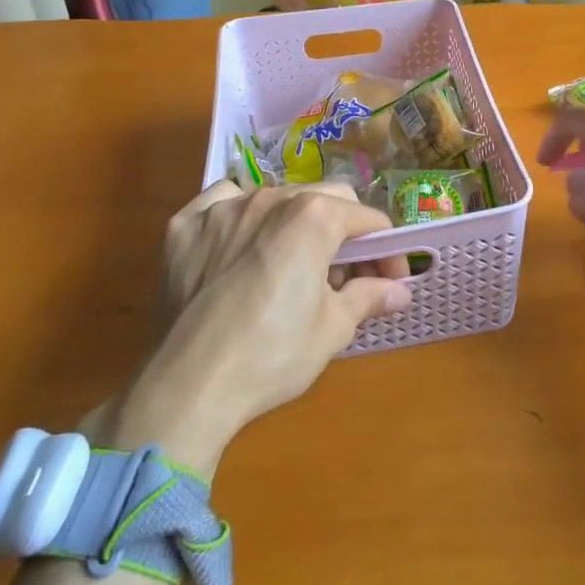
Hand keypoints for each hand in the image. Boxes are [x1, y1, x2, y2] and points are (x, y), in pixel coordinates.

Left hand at [105, 182, 411, 469]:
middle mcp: (271, 198)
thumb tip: (400, 291)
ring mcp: (223, 208)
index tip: (388, 280)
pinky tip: (236, 245)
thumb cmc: (272, 355)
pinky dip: (237, 218)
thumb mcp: (333, 329)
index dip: (385, 250)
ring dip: (292, 224)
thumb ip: (369, 297)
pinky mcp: (184, 225)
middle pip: (324, 199)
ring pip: (274, 199)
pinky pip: (221, 203)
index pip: (367, 220)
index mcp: (314, 217)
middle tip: (341, 277)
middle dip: (342, 232)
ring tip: (288, 267)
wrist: (187, 386)